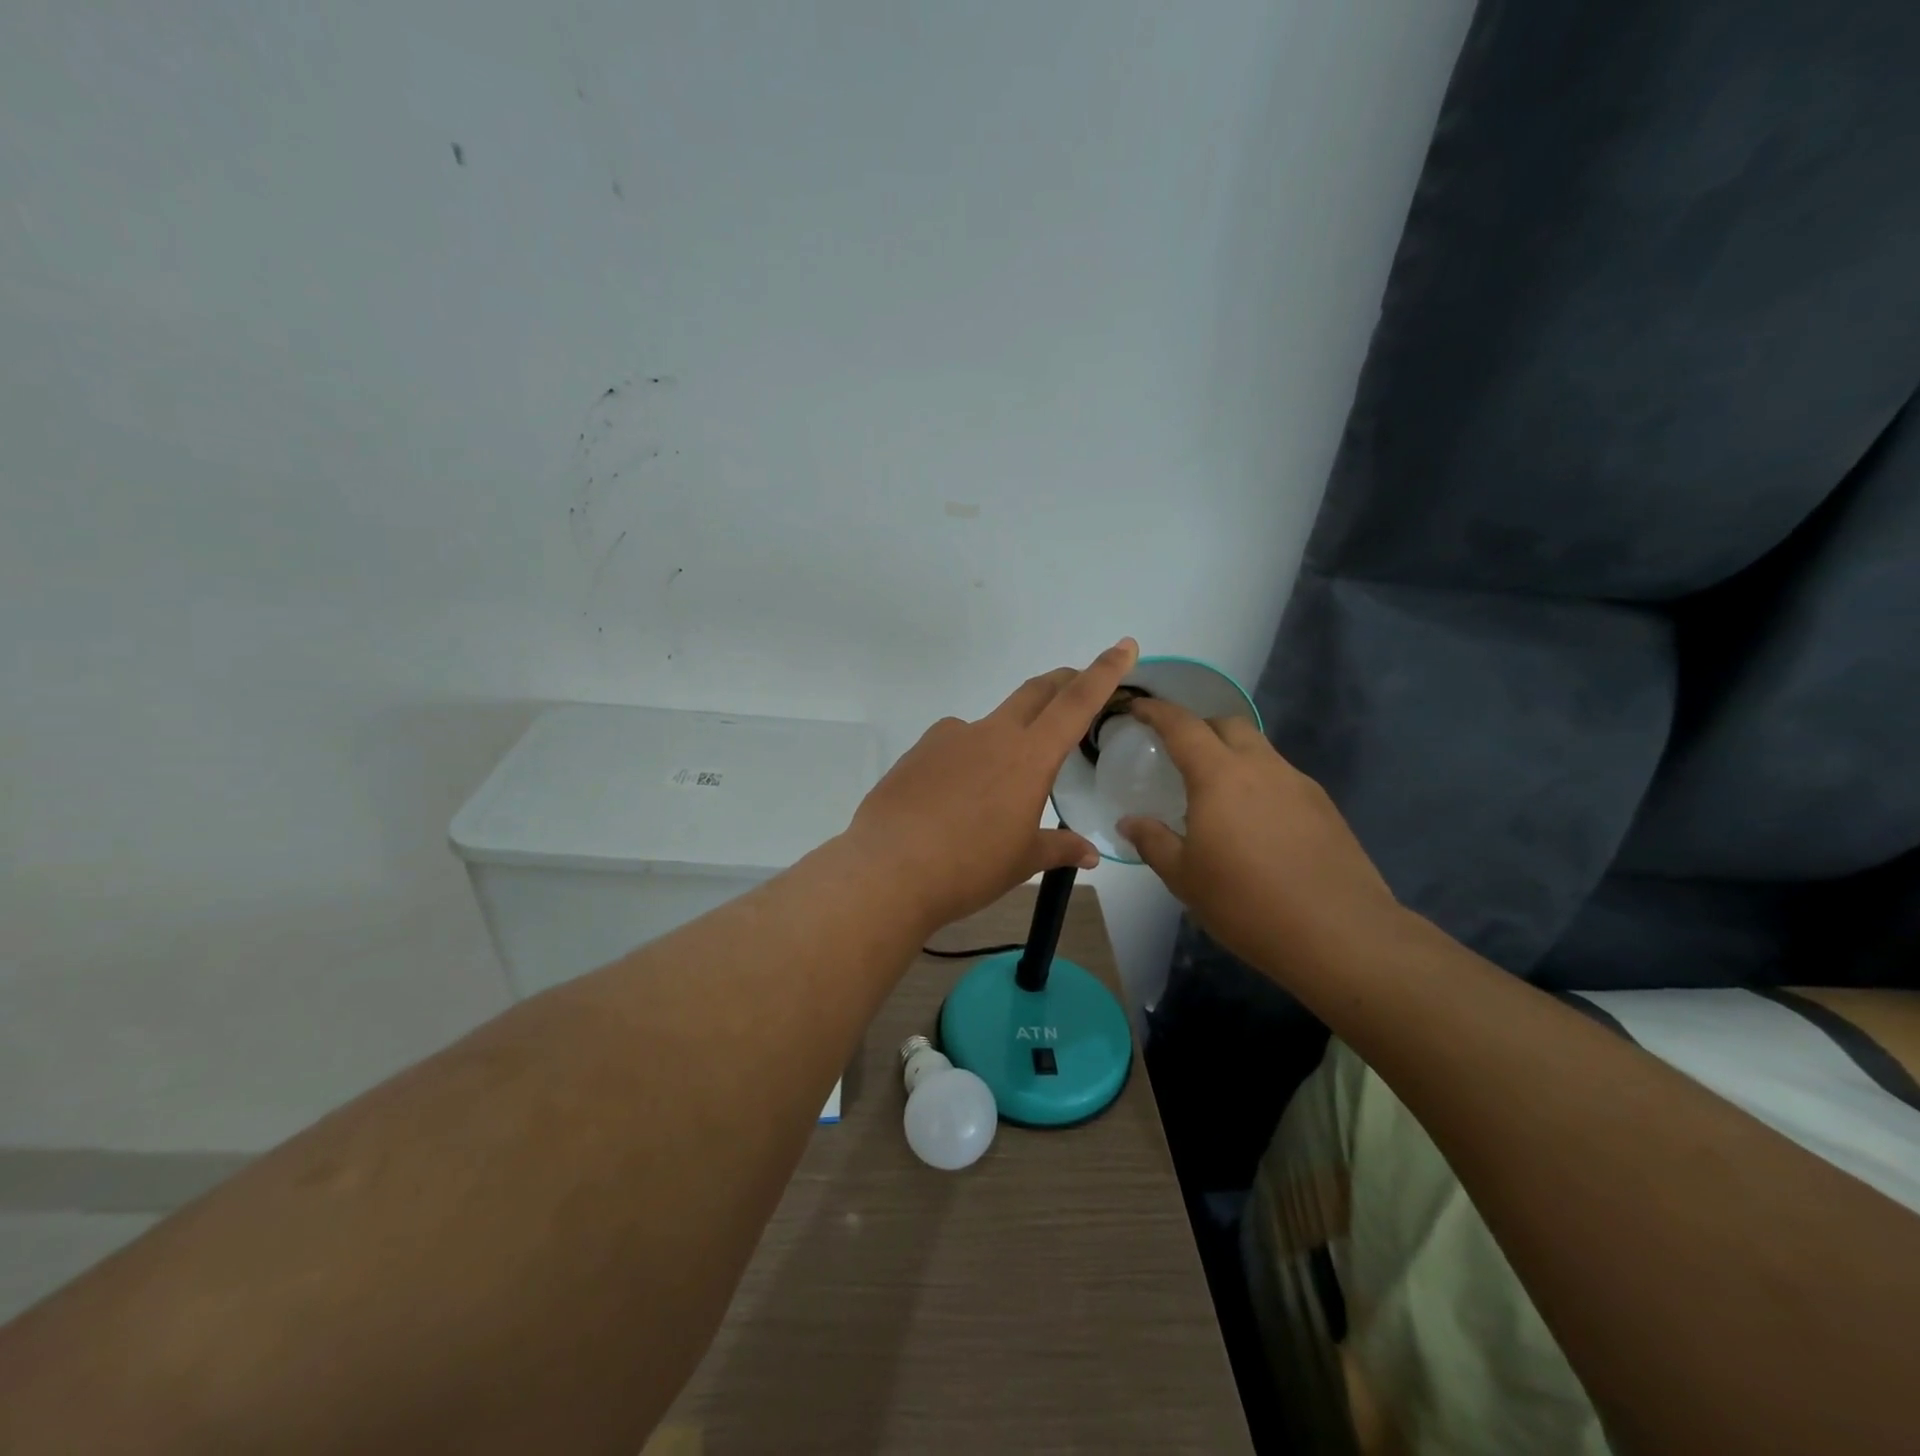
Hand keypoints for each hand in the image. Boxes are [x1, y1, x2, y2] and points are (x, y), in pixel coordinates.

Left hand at [846, 639, 1139, 931]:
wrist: (889, 869)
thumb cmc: (969, 867)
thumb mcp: (1022, 861)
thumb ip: (1058, 848)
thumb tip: (1089, 853)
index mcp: (1029, 756)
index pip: (1076, 703)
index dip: (1104, 672)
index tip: (1124, 645)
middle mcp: (991, 734)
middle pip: (1036, 692)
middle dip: (1062, 681)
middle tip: (1077, 683)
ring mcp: (949, 737)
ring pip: (990, 723)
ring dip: (1007, 735)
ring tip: (997, 786)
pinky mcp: (918, 751)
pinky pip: (953, 745)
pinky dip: (966, 759)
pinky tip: (953, 797)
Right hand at [1117, 698, 1397, 980]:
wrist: (1340, 934)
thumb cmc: (1247, 903)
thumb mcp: (1184, 878)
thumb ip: (1153, 841)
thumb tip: (1130, 822)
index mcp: (1220, 776)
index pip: (1182, 726)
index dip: (1156, 711)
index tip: (1136, 709)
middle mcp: (1262, 767)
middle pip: (1228, 725)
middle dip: (1199, 728)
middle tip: (1178, 754)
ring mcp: (1299, 784)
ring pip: (1259, 750)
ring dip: (1232, 756)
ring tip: (1216, 794)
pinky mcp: (1325, 808)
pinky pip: (1282, 778)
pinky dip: (1259, 783)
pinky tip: (1255, 823)